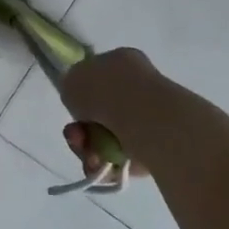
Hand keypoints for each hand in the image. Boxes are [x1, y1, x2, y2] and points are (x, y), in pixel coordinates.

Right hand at [58, 48, 167, 183]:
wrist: (145, 120)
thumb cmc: (105, 90)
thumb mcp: (71, 78)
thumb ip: (71, 86)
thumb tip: (78, 98)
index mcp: (121, 61)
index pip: (97, 78)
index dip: (80, 95)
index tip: (72, 108)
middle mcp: (138, 87)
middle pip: (100, 112)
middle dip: (82, 129)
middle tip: (75, 137)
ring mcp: (149, 118)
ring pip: (108, 138)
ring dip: (90, 149)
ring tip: (89, 156)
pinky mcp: (156, 148)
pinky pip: (122, 159)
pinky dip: (107, 165)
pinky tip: (101, 166)